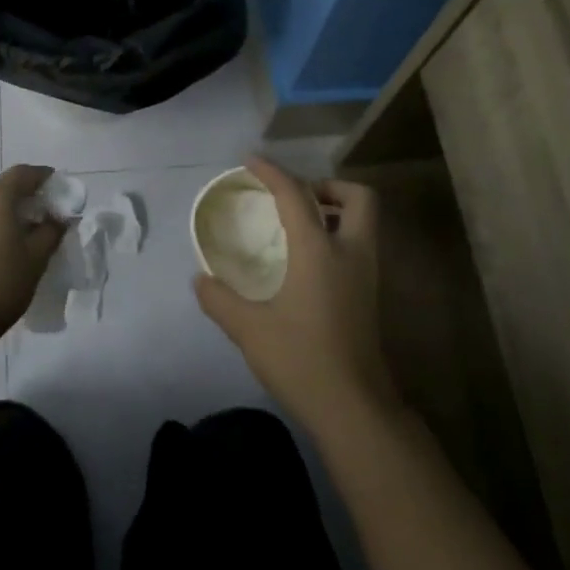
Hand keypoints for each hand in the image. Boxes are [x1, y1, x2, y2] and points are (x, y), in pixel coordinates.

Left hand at [0, 164, 65, 343]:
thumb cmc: (1, 284)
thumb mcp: (37, 257)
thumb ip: (52, 230)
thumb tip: (58, 217)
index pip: (24, 173)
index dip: (43, 176)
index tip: (58, 188)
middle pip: (2, 186)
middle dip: (24, 196)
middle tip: (44, 214)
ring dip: (4, 210)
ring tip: (21, 232)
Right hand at [194, 156, 397, 432]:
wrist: (354, 408)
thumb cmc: (301, 360)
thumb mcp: (248, 329)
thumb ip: (219, 299)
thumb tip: (201, 279)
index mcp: (320, 252)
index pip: (296, 196)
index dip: (272, 172)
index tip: (250, 161)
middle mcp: (351, 254)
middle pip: (358, 197)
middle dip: (328, 186)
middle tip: (294, 198)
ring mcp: (366, 276)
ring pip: (364, 223)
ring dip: (335, 211)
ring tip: (296, 225)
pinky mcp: (369, 296)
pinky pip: (358, 246)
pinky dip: (337, 236)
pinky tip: (305, 261)